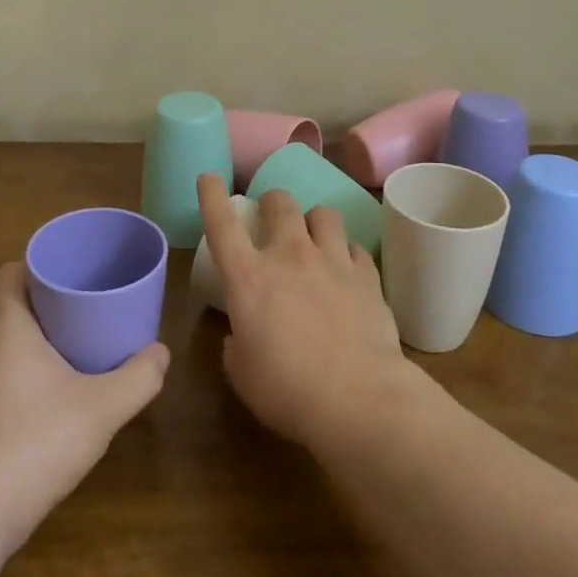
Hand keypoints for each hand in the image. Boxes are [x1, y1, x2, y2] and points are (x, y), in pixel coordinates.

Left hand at [0, 263, 168, 557]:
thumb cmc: (35, 444)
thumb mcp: (102, 409)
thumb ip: (139, 378)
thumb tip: (161, 353)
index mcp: (3, 324)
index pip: (11, 272)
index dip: (40, 267)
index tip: (72, 278)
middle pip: (0, 303)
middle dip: (35, 302)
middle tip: (76, 312)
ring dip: (16, 338)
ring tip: (58, 351)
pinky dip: (1, 370)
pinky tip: (30, 399)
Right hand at [198, 173, 416, 450]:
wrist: (359, 399)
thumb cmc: (288, 392)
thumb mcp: (243, 374)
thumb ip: (236, 346)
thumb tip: (241, 336)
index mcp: (249, 278)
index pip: (222, 224)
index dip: (212, 196)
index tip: (209, 178)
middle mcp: (290, 256)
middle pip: (280, 202)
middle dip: (272, 202)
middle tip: (272, 217)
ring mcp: (332, 260)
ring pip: (324, 213)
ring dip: (314, 221)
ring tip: (315, 237)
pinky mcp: (367, 275)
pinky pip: (356, 247)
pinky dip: (347, 254)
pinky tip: (347, 270)